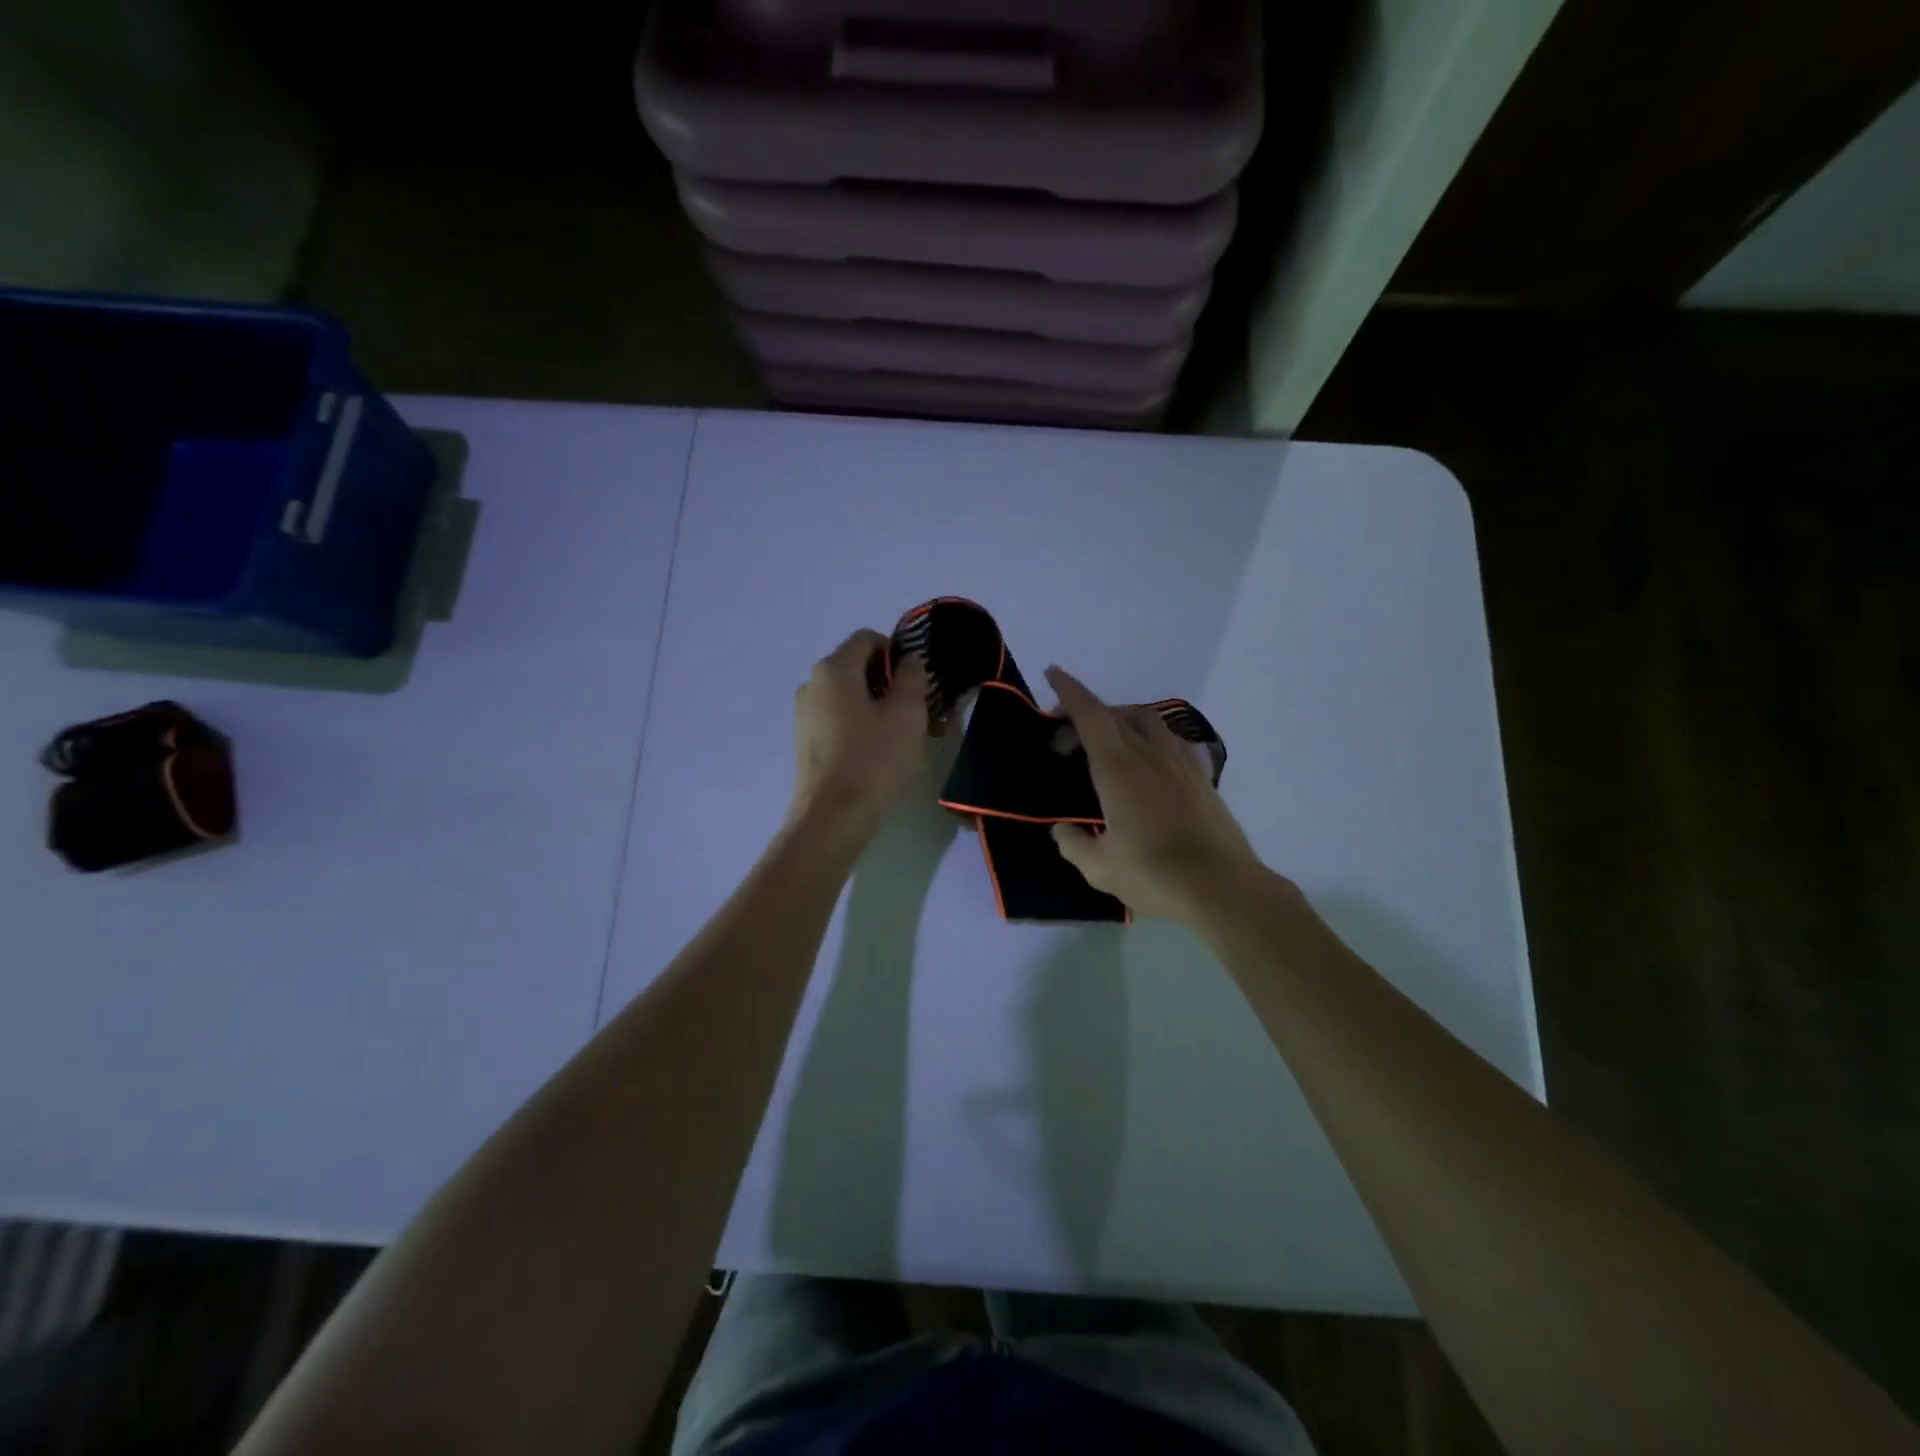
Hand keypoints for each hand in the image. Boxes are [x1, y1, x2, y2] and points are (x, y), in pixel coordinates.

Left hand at [788, 630, 930, 833]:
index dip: (897, 651)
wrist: (831, 817)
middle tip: (920, 709)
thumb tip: (909, 660)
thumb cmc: (873, 759)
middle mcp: (812, 684)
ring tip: (904, 734)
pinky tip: (879, 751)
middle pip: (856, 667)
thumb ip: (912, 677)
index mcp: (834, 669)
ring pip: (848, 696)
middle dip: (890, 681)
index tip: (919, 679)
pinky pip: (837, 719)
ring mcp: (804, 714)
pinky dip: (860, 724)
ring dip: (877, 705)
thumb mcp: (906, 714)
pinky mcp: (805, 741)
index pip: (867, 638)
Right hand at [1045, 666, 1270, 921]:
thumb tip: (1061, 829)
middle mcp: (1149, 754)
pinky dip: (1150, 738)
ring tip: (1107, 743)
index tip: (1053, 674)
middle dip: (1086, 714)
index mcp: (1118, 768)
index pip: (1090, 715)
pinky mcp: (1201, 777)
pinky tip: (1148, 761)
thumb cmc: (1154, 875)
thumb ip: (1072, 843)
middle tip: (1065, 740)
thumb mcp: (1099, 868)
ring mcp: (1180, 762)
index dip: (1069, 691)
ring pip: (1147, 721)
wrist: (1223, 888)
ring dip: (1120, 720)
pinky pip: (1171, 740)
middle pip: (1116, 714)